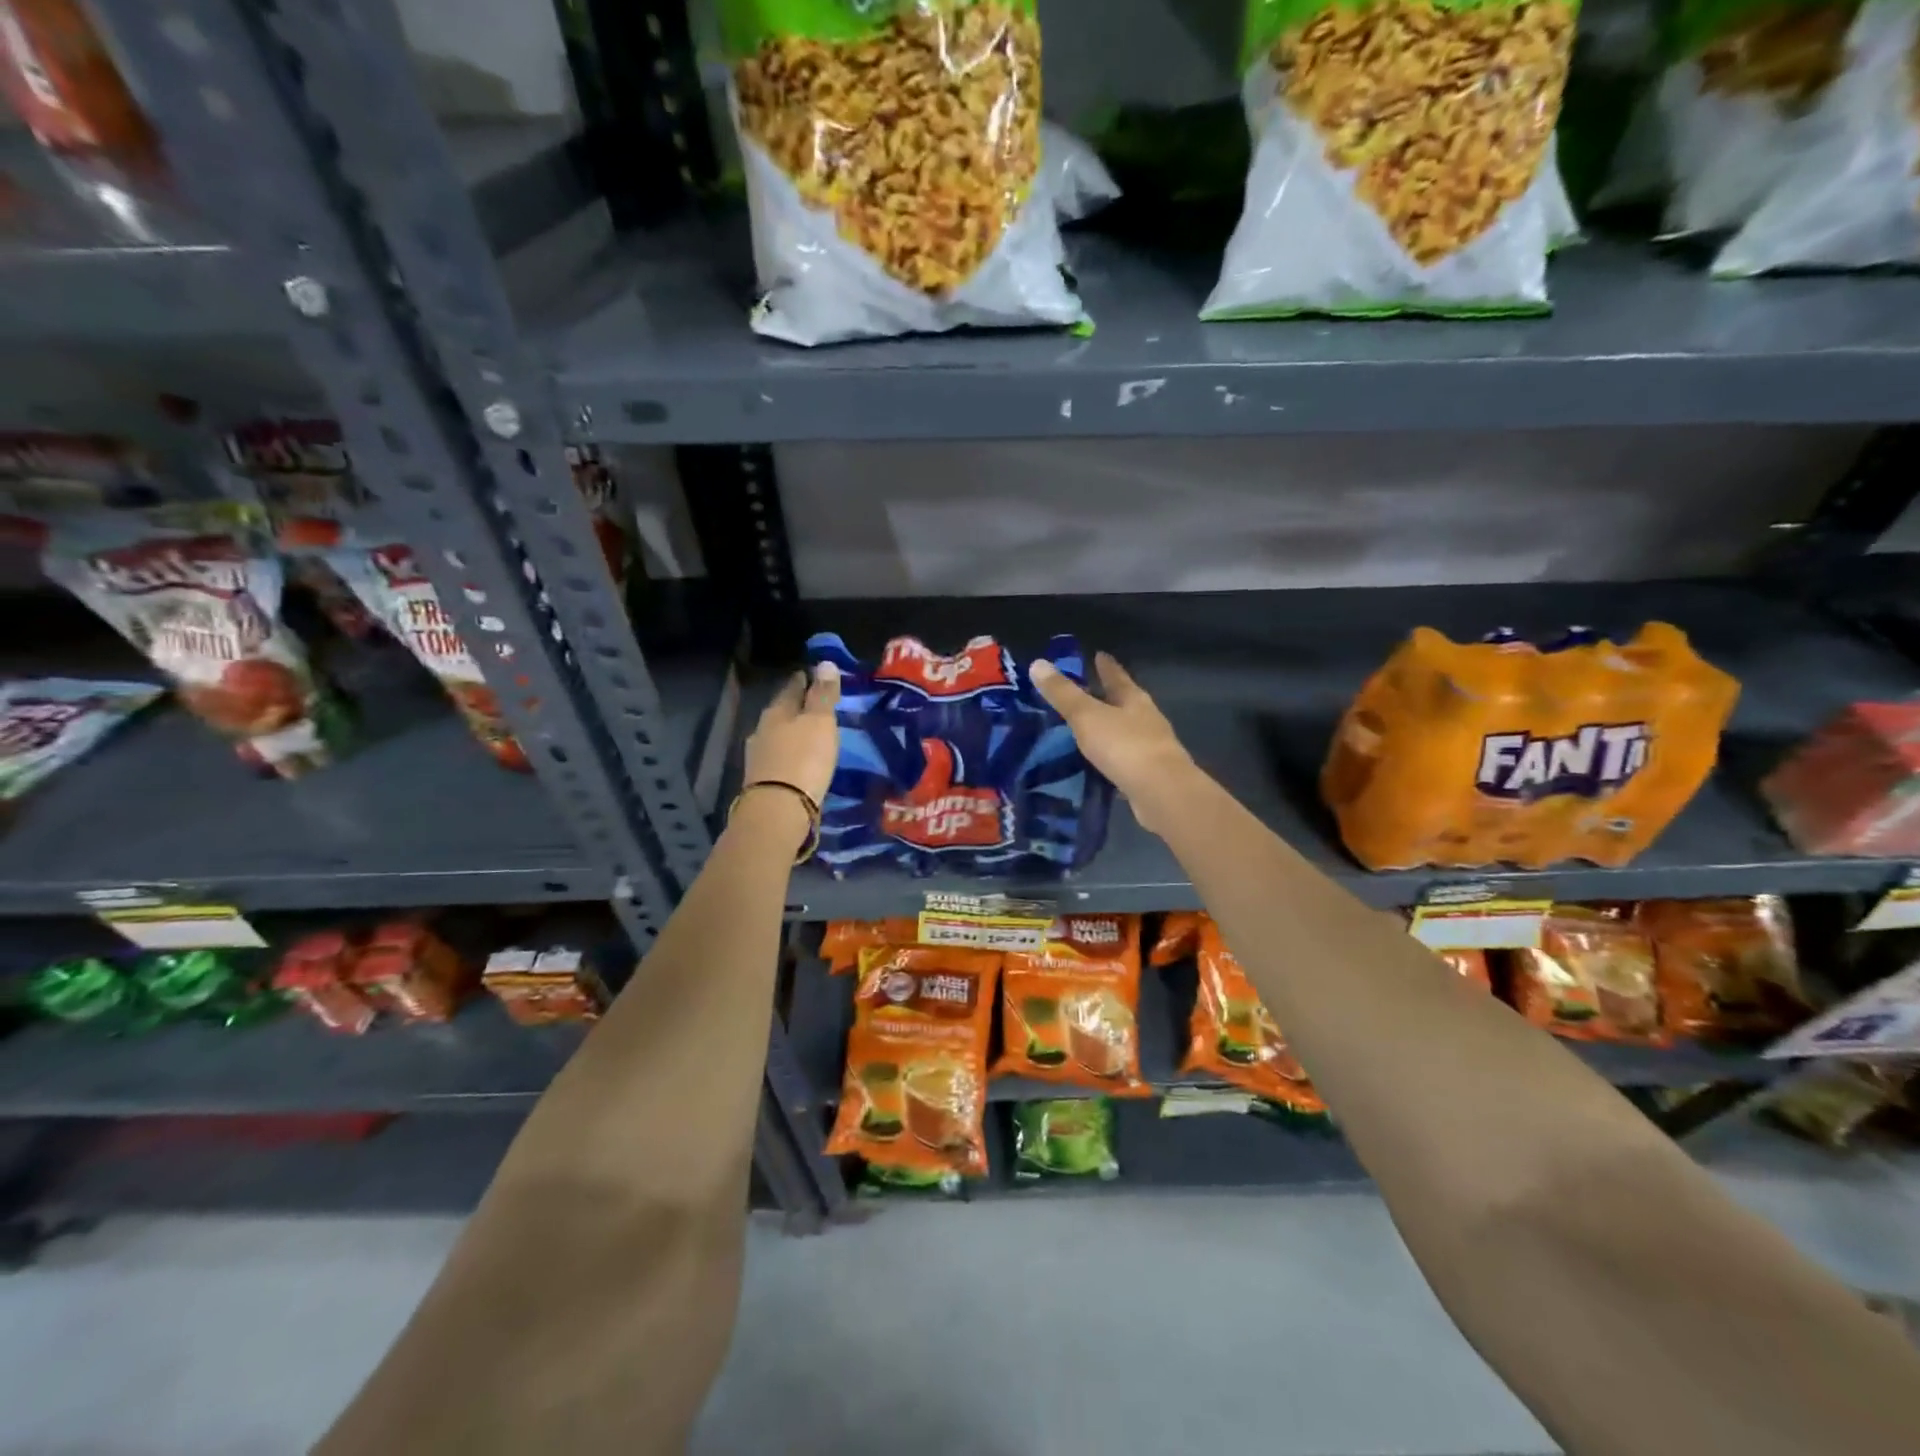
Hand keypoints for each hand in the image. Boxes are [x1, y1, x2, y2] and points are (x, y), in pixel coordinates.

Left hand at [742, 661, 840, 810]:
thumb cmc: (804, 759)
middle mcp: (762, 730)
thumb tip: (825, 663)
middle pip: (781, 712)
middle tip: (813, 704)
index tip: (812, 674)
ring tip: (808, 734)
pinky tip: (798, 761)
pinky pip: (778, 758)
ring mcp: (759, 757)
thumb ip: (823, 694)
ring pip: (777, 736)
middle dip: (796, 707)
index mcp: (776, 711)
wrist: (778, 809)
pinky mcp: (762, 781)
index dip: (804, 680)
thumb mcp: (820, 722)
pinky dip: (789, 755)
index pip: (791, 688)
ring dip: (791, 733)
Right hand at [1029, 653, 1198, 835]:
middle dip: (1106, 697)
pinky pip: (1122, 760)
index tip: (1099, 654)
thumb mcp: (1087, 716)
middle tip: (1084, 693)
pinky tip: (1095, 764)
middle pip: (1124, 703)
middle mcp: (1145, 719)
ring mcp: (1150, 748)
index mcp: (1133, 700)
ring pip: (1124, 732)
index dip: (1106, 666)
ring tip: (1083, 730)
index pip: (1117, 676)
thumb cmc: (1124, 745)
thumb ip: (1063, 693)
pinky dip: (1108, 759)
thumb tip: (1037, 663)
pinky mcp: (1147, 775)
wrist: (1161, 792)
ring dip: (1107, 729)